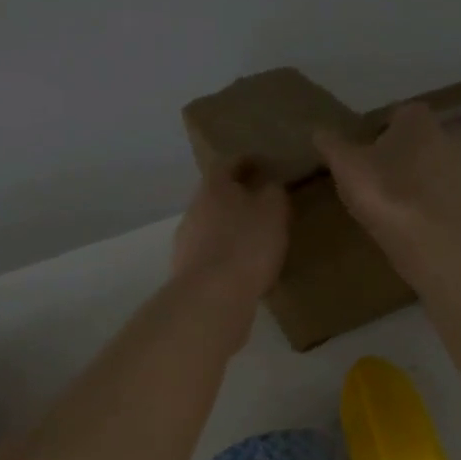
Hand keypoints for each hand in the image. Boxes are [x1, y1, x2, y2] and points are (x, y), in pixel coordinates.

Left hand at [171, 160, 289, 308]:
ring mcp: (186, 241)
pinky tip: (243, 267)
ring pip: (212, 225)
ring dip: (231, 228)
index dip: (248, 162)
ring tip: (256, 239)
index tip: (265, 165)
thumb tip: (269, 185)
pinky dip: (226, 255)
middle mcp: (195, 208)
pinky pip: (211, 254)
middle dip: (238, 198)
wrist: (211, 297)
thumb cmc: (247, 244)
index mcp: (214, 187)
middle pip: (217, 195)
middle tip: (263, 204)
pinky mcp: (187, 270)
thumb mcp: (273, 210)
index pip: (229, 164)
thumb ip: (273, 192)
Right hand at [316, 102, 460, 250]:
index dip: (373, 132)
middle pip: (416, 141)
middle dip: (398, 154)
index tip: (358, 154)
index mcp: (418, 118)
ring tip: (388, 204)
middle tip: (372, 177)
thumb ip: (331, 144)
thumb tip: (319, 130)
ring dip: (413, 180)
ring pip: (431, 168)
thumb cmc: (387, 192)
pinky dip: (425, 205)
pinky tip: (407, 223)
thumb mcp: (346, 165)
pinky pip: (439, 197)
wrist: (436, 243)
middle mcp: (448, 136)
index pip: (393, 114)